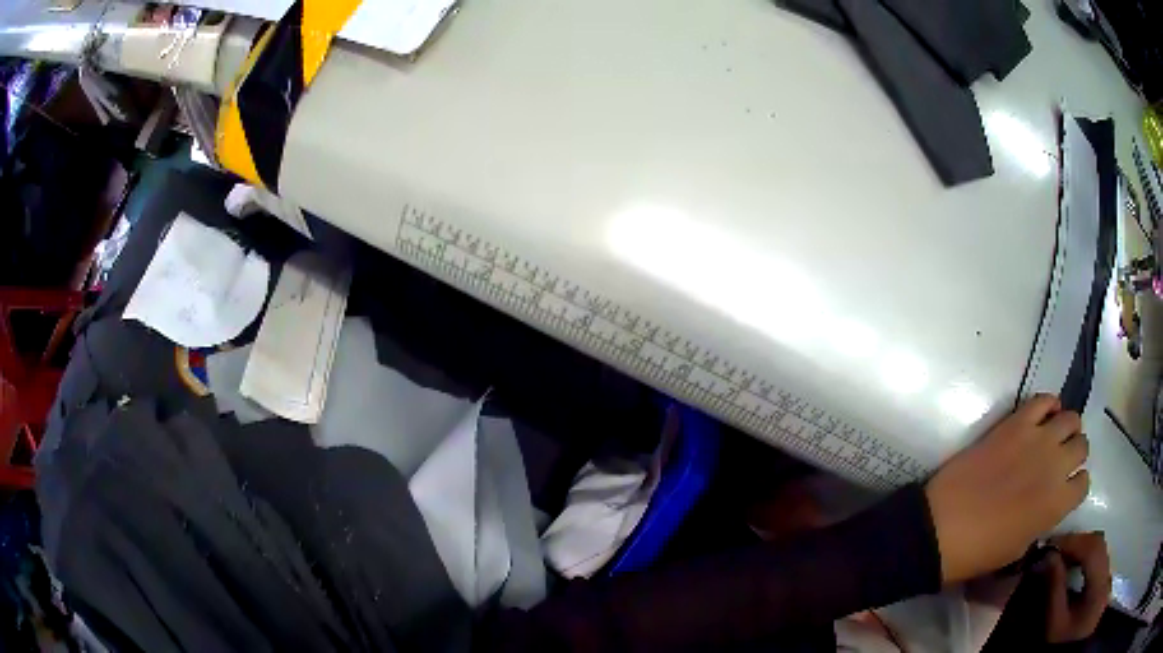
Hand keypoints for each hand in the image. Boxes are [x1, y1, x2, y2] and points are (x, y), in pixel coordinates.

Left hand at [924, 395, 1089, 583]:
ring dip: (1067, 427)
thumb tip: (1048, 505)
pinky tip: (1042, 416)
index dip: (1076, 485)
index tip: (1066, 487)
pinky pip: (1043, 399)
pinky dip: (1048, 404)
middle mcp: (1056, 466)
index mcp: (1057, 505)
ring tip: (1054, 437)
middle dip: (1075, 453)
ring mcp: (1038, 439)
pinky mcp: (1016, 423)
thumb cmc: (978, 551)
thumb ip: (1043, 520)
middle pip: (1082, 446)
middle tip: (1060, 460)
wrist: (942, 528)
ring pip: (1071, 418)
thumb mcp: (1019, 548)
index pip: (1084, 484)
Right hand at [1044, 532, 1111, 642]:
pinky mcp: (1104, 581)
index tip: (1050, 542)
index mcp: (1099, 584)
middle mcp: (1107, 573)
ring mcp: (1107, 576)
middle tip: (1055, 546)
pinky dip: (1085, 554)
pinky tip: (1073, 562)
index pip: (1092, 549)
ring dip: (1081, 546)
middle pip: (1098, 544)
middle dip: (1077, 541)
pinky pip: (1098, 558)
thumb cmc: (1060, 644)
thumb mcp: (1054, 624)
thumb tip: (1048, 557)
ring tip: (1062, 553)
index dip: (1073, 541)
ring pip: (1099, 549)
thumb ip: (1054, 590)